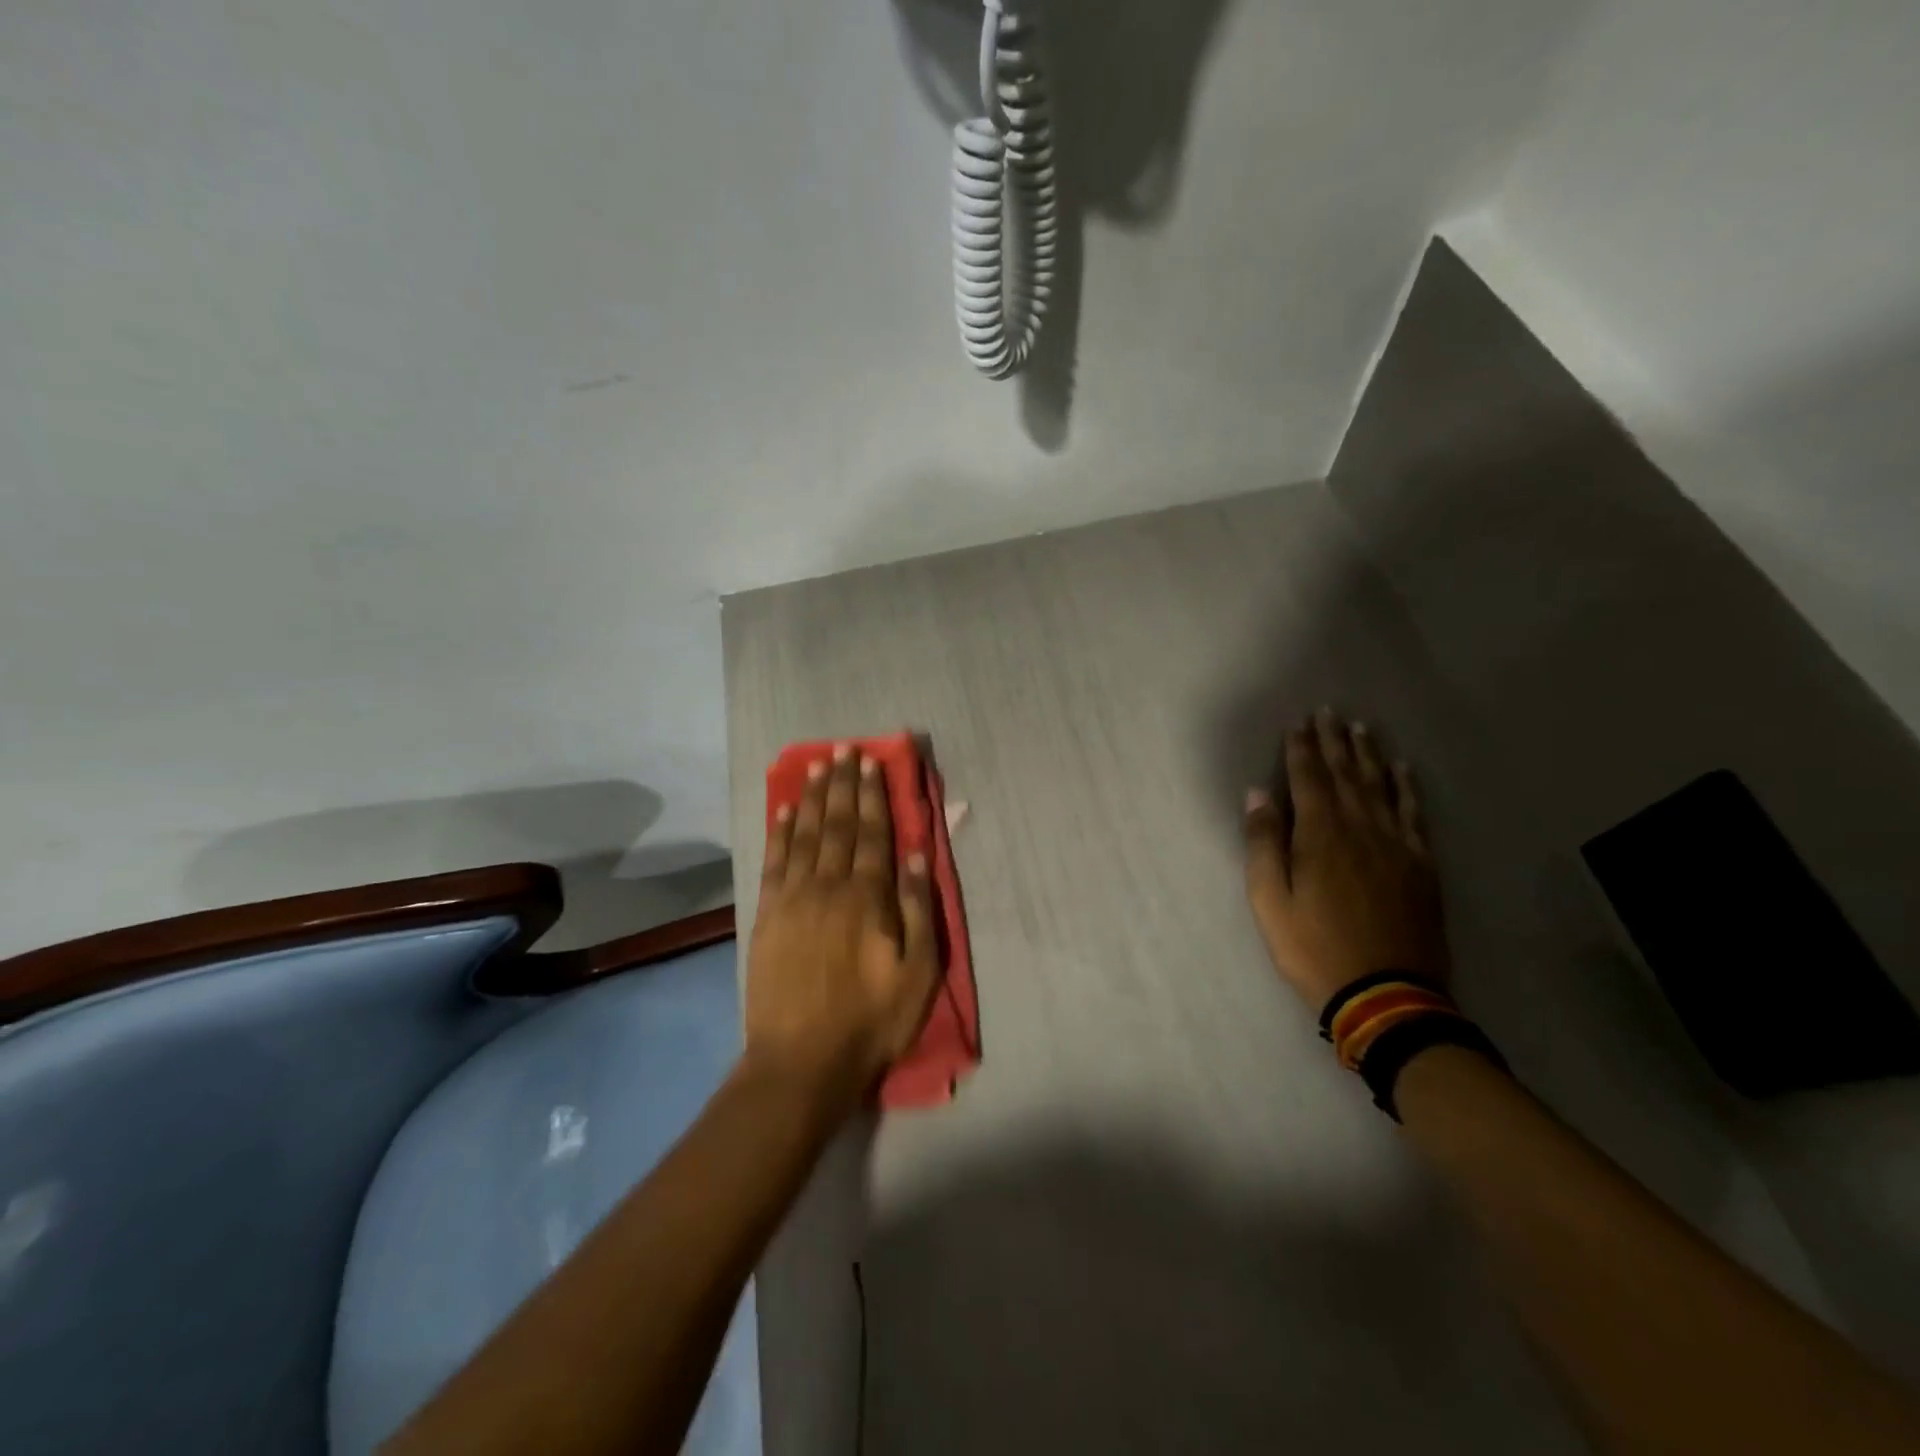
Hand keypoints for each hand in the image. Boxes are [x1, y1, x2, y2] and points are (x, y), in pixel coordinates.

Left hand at [746, 745, 939, 1115]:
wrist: (802, 1061)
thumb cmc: (871, 1019)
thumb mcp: (918, 971)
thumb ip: (919, 909)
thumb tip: (919, 855)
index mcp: (868, 897)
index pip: (872, 833)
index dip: (873, 795)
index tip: (872, 762)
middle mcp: (828, 886)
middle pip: (836, 824)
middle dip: (842, 784)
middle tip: (843, 749)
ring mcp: (793, 899)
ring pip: (803, 835)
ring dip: (810, 797)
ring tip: (816, 765)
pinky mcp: (767, 916)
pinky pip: (773, 863)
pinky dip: (778, 833)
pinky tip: (782, 811)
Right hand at [1242, 708, 1449, 1010]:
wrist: (1386, 995)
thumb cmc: (1313, 947)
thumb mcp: (1270, 901)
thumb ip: (1263, 844)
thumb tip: (1257, 794)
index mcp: (1320, 836)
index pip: (1308, 780)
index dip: (1301, 749)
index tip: (1298, 723)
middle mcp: (1360, 829)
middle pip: (1346, 775)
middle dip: (1334, 742)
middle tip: (1329, 712)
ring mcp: (1396, 845)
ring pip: (1380, 787)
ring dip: (1368, 755)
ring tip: (1361, 729)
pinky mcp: (1421, 865)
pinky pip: (1414, 815)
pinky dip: (1407, 788)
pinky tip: (1404, 770)